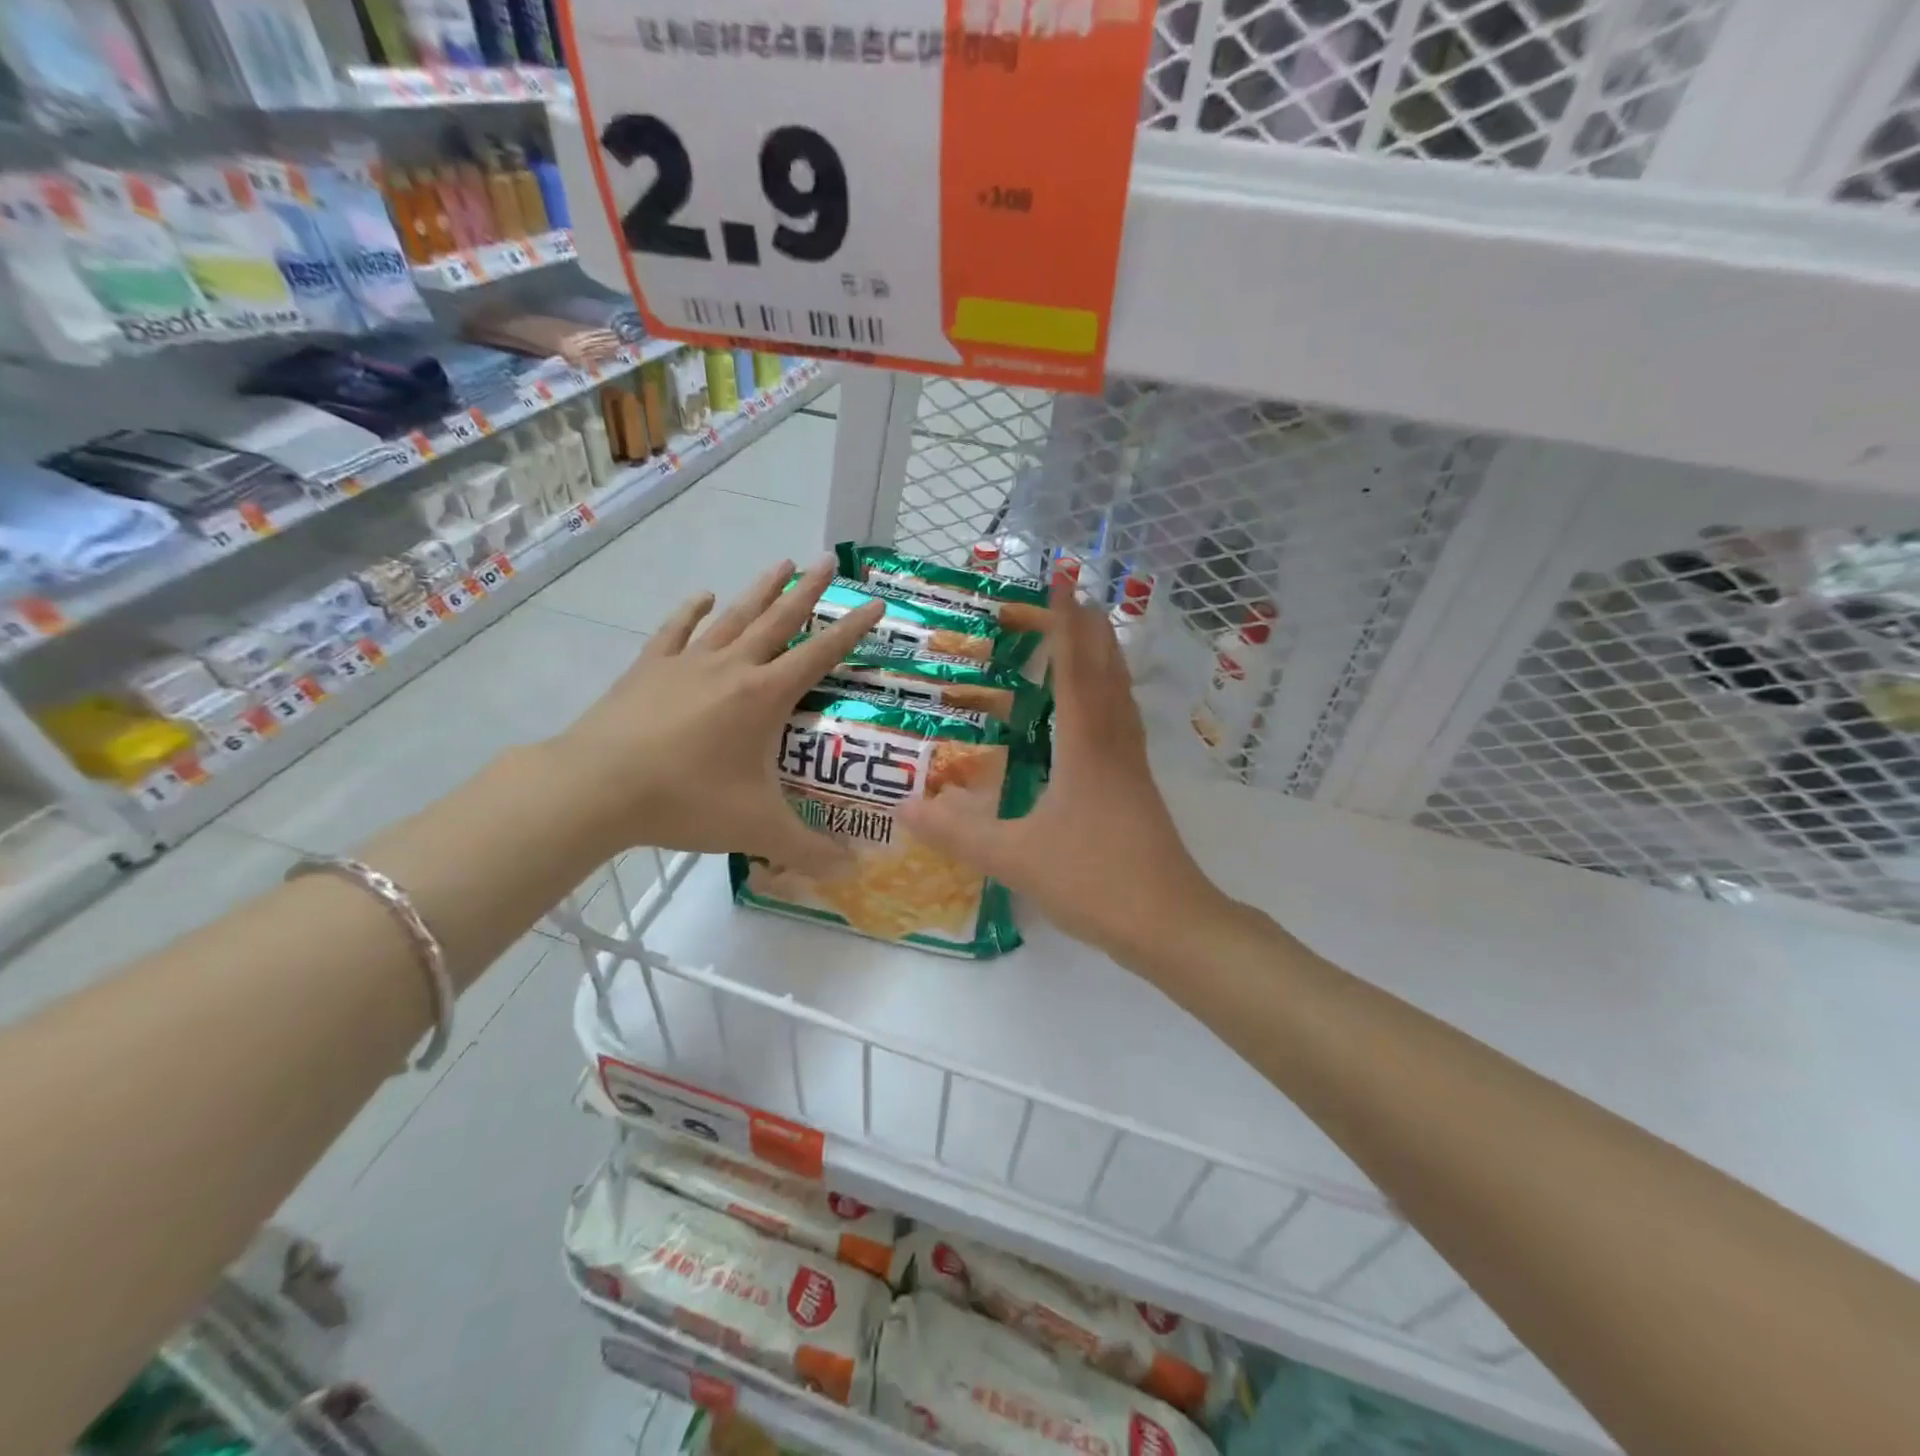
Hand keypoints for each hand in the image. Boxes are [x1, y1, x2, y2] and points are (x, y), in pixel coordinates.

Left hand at [553, 556, 883, 872]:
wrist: (597, 787)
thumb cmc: (686, 801)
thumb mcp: (757, 830)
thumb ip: (809, 852)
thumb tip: (853, 873)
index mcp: (764, 696)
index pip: (821, 654)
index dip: (852, 629)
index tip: (875, 603)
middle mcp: (732, 667)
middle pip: (778, 619)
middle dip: (808, 590)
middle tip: (828, 560)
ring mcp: (687, 663)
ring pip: (733, 616)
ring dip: (760, 590)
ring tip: (780, 562)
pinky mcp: (649, 669)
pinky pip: (676, 631)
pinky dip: (691, 612)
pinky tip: (701, 597)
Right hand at [900, 592, 1224, 965]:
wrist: (1170, 923)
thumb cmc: (1094, 880)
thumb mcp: (1015, 858)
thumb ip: (958, 833)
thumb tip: (904, 808)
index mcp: (1085, 747)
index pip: (1073, 669)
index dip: (1064, 624)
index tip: (1062, 580)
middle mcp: (1113, 745)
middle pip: (1106, 672)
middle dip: (1089, 630)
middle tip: (1075, 596)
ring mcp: (1132, 768)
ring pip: (1121, 697)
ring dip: (1107, 659)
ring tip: (1093, 636)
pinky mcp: (1139, 791)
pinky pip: (1124, 725)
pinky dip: (1112, 698)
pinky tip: (1103, 713)